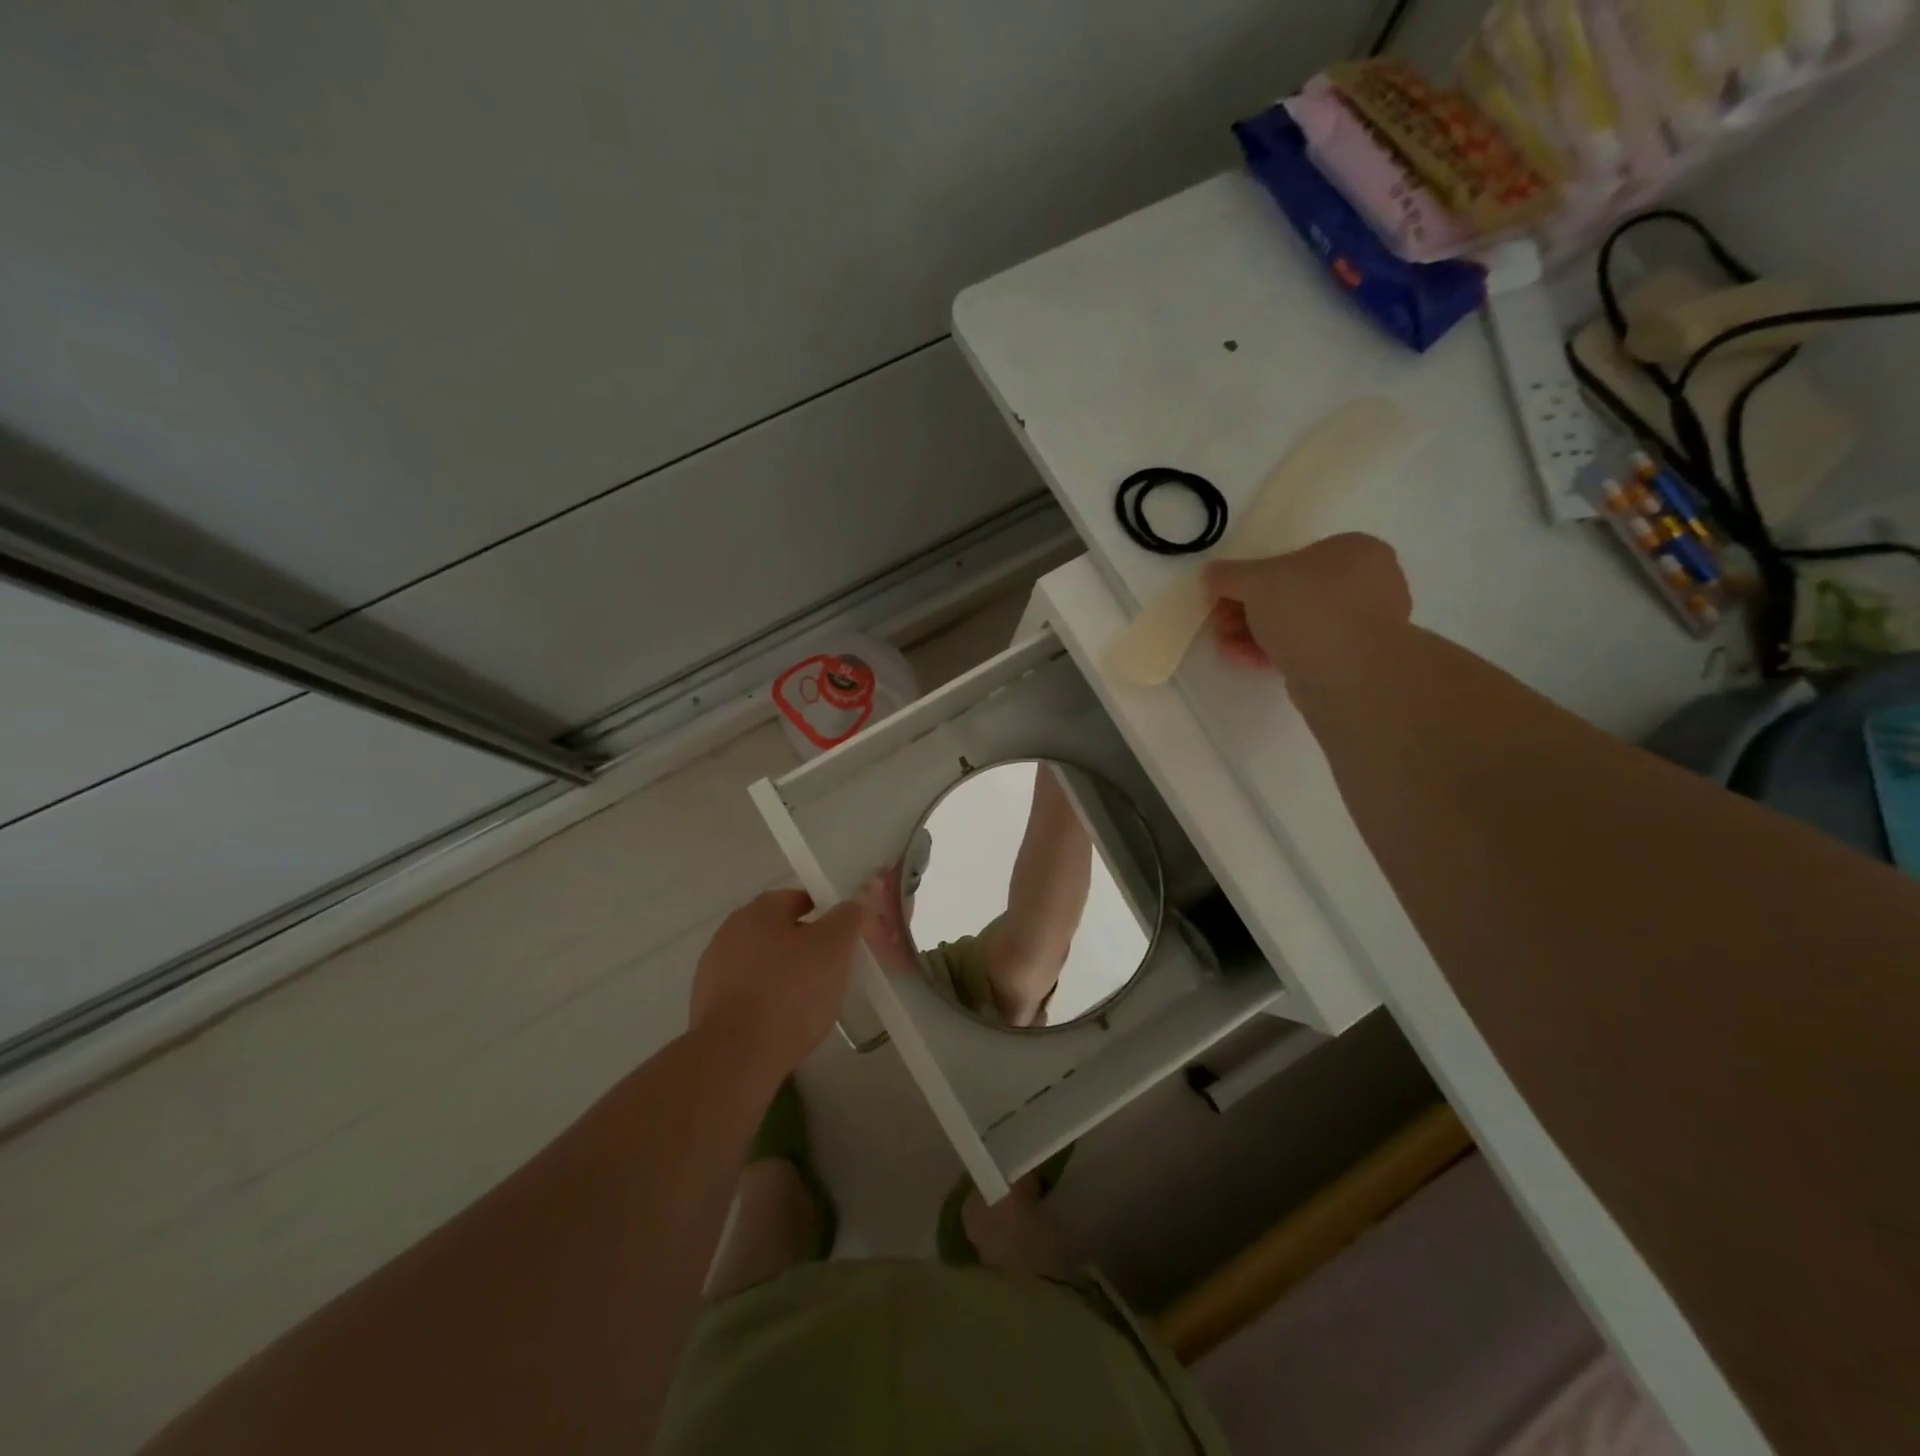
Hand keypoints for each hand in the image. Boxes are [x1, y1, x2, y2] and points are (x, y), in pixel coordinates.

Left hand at [689, 889, 870, 1078]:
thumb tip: (853, 903)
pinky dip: (764, 999)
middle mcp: (728, 934)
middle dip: (801, 943)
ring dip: (781, 972)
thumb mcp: (833, 948)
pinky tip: (782, 1021)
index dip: (820, 910)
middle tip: (829, 965)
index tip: (840, 932)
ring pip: (759, 963)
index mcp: (757, 912)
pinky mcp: (706, 1008)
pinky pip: (745, 993)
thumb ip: (847, 919)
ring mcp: (713, 972)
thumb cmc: (789, 991)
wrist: (735, 1056)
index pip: (793, 898)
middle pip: (774, 930)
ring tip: (809, 999)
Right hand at [1202, 533, 1411, 672]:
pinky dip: (1277, 652)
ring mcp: (1363, 622)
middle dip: (1246, 611)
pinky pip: (1307, 647)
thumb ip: (1228, 575)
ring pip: (1295, 623)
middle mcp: (1367, 581)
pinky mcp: (1354, 658)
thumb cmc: (1308, 609)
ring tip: (1228, 647)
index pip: (1290, 559)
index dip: (1249, 580)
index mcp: (1354, 550)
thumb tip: (1210, 574)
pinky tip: (1250, 661)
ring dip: (1255, 634)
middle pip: (1289, 593)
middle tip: (1220, 627)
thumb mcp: (1256, 581)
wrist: (1349, 673)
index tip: (1222, 599)